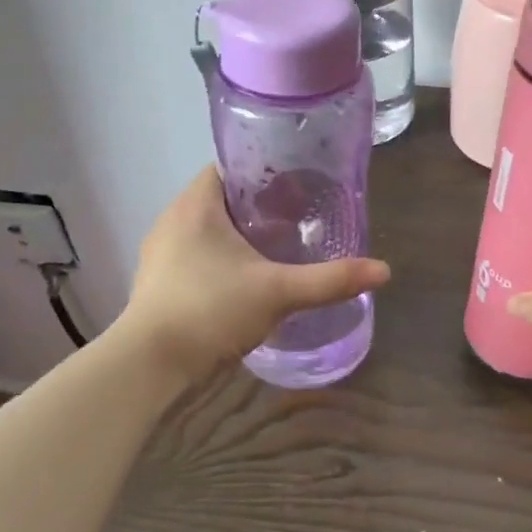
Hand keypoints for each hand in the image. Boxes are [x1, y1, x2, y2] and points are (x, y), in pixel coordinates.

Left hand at [118, 167, 390, 384]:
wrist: (149, 365)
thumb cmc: (210, 310)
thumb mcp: (278, 292)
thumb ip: (330, 280)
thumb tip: (383, 271)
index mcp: (196, 205)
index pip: (230, 166)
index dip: (264, 170)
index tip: (297, 185)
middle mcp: (173, 220)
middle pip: (222, 197)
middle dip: (258, 205)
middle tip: (298, 217)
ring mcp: (160, 252)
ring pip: (208, 228)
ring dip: (239, 233)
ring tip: (278, 247)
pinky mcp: (157, 281)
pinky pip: (196, 254)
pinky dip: (221, 257)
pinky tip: (246, 278)